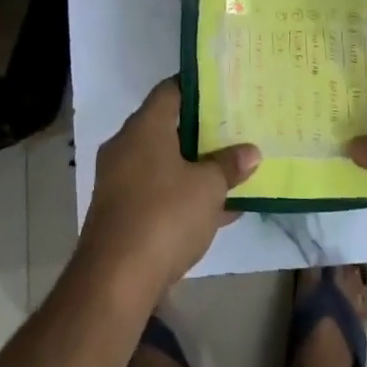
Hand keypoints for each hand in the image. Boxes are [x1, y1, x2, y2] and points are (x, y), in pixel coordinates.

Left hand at [79, 79, 259, 299]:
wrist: (115, 280)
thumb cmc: (164, 215)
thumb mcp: (208, 188)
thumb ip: (229, 165)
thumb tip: (250, 152)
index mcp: (144, 128)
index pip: (170, 90)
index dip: (198, 86)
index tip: (225, 89)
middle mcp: (126, 147)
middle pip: (167, 126)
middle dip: (202, 130)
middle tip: (236, 127)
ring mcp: (121, 181)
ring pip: (164, 162)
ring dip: (195, 166)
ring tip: (234, 166)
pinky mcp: (122, 213)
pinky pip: (159, 192)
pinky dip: (184, 195)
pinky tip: (220, 209)